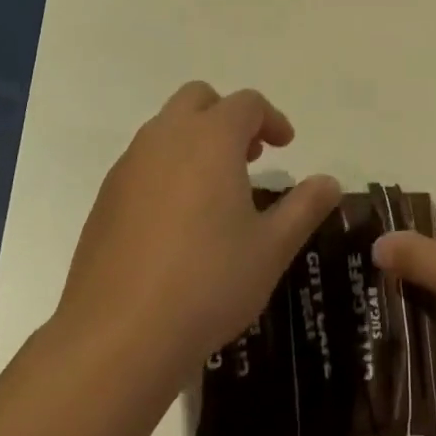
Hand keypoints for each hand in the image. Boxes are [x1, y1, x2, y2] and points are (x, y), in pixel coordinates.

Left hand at [55, 82, 340, 393]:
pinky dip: (168, 169)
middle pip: (198, 99)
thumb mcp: (272, 248)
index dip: (271, 118)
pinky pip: (143, 163)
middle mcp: (165, 139)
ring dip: (196, 141)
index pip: (246, 104)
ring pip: (166, 129)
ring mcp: (129, 166)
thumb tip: (329, 182)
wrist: (119, 335)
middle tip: (250, 156)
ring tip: (218, 191)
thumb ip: (305, 207)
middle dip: (228, 117)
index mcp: (210, 139)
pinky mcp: (105, 198)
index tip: (286, 147)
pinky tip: (179, 222)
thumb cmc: (209, 282)